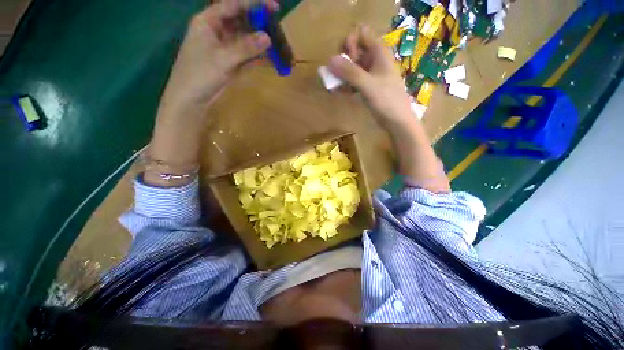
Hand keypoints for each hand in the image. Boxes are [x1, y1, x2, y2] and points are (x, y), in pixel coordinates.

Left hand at [146, 0, 277, 186]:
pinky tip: (272, 59)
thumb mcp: (223, 59)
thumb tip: (268, 38)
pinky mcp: (231, 63)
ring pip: (247, 40)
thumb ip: (245, 48)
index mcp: (208, 22)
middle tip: (278, 27)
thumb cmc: (199, 75)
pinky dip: (259, 58)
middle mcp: (217, 32)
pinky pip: (248, 56)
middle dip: (260, 24)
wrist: (192, 99)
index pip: (233, 6)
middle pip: (242, 22)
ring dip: (262, 43)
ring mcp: (225, 48)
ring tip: (279, 44)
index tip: (273, 6)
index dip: (253, 4)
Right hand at [328, 25, 412, 127]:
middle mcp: (374, 60)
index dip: (350, 42)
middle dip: (344, 60)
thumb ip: (349, 72)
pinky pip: (354, 81)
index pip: (362, 35)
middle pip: (355, 51)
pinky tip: (339, 91)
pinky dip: (346, 84)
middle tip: (336, 74)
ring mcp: (371, 74)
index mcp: (379, 53)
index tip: (344, 57)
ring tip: (334, 84)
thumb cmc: (386, 100)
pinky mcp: (368, 87)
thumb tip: (330, 60)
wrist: (396, 120)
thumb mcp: (367, 84)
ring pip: (353, 67)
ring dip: (343, 74)